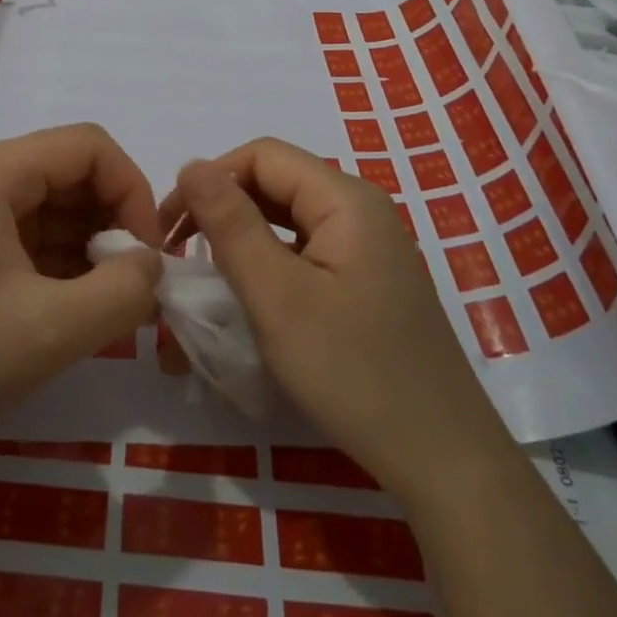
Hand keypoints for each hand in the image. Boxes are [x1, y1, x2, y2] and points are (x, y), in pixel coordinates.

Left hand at [0, 124, 163, 445]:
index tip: (148, 253)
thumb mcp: (52, 328)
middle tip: (133, 281)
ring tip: (108, 301)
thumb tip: (153, 265)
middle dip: (114, 220)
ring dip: (92, 245)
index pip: (90, 147)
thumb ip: (123, 291)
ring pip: (57, 204)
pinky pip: (34, 232)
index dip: (132, 191)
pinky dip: (65, 260)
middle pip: (73, 172)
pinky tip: (76, 305)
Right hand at [159, 138, 492, 487]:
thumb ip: (231, 224)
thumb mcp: (278, 296)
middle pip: (276, 182)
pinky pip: (307, 248)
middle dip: (223, 206)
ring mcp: (370, 245)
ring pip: (289, 216)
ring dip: (243, 234)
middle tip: (181, 252)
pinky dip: (270, 259)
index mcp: (346, 198)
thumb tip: (191, 165)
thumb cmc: (353, 372)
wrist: (444, 461)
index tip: (172, 227)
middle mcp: (361, 209)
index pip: (262, 156)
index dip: (210, 179)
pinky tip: (253, 291)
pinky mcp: (368, 279)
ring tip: (208, 271)